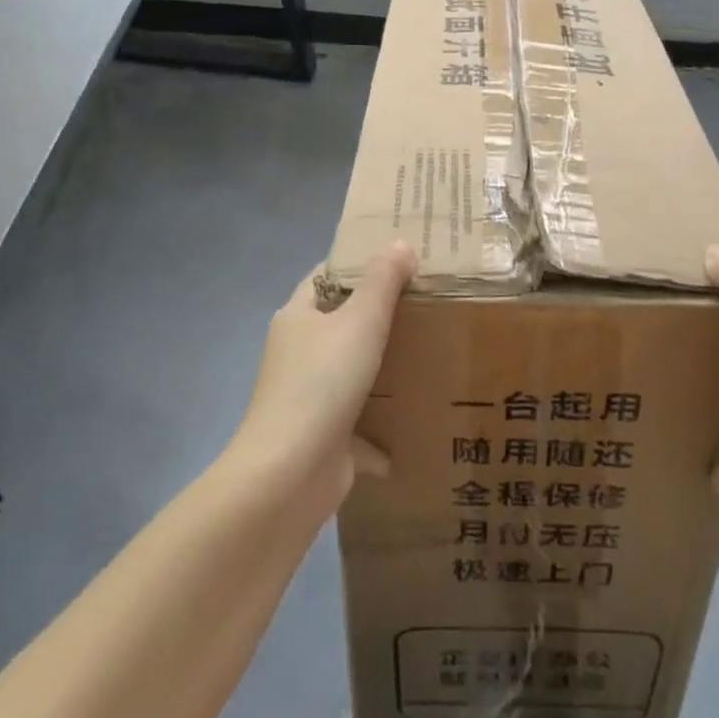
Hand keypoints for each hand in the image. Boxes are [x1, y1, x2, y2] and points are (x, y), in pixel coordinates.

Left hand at [233, 242, 416, 501]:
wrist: (290, 474)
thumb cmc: (322, 382)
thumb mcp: (360, 321)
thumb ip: (382, 281)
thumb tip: (399, 244)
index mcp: (298, 318)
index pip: (326, 276)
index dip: (358, 264)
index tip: (399, 258)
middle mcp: (297, 353)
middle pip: (341, 324)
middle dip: (378, 317)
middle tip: (426, 304)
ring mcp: (307, 398)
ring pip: (350, 374)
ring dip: (381, 371)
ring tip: (428, 357)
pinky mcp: (322, 438)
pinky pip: (358, 426)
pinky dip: (380, 430)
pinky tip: (412, 428)